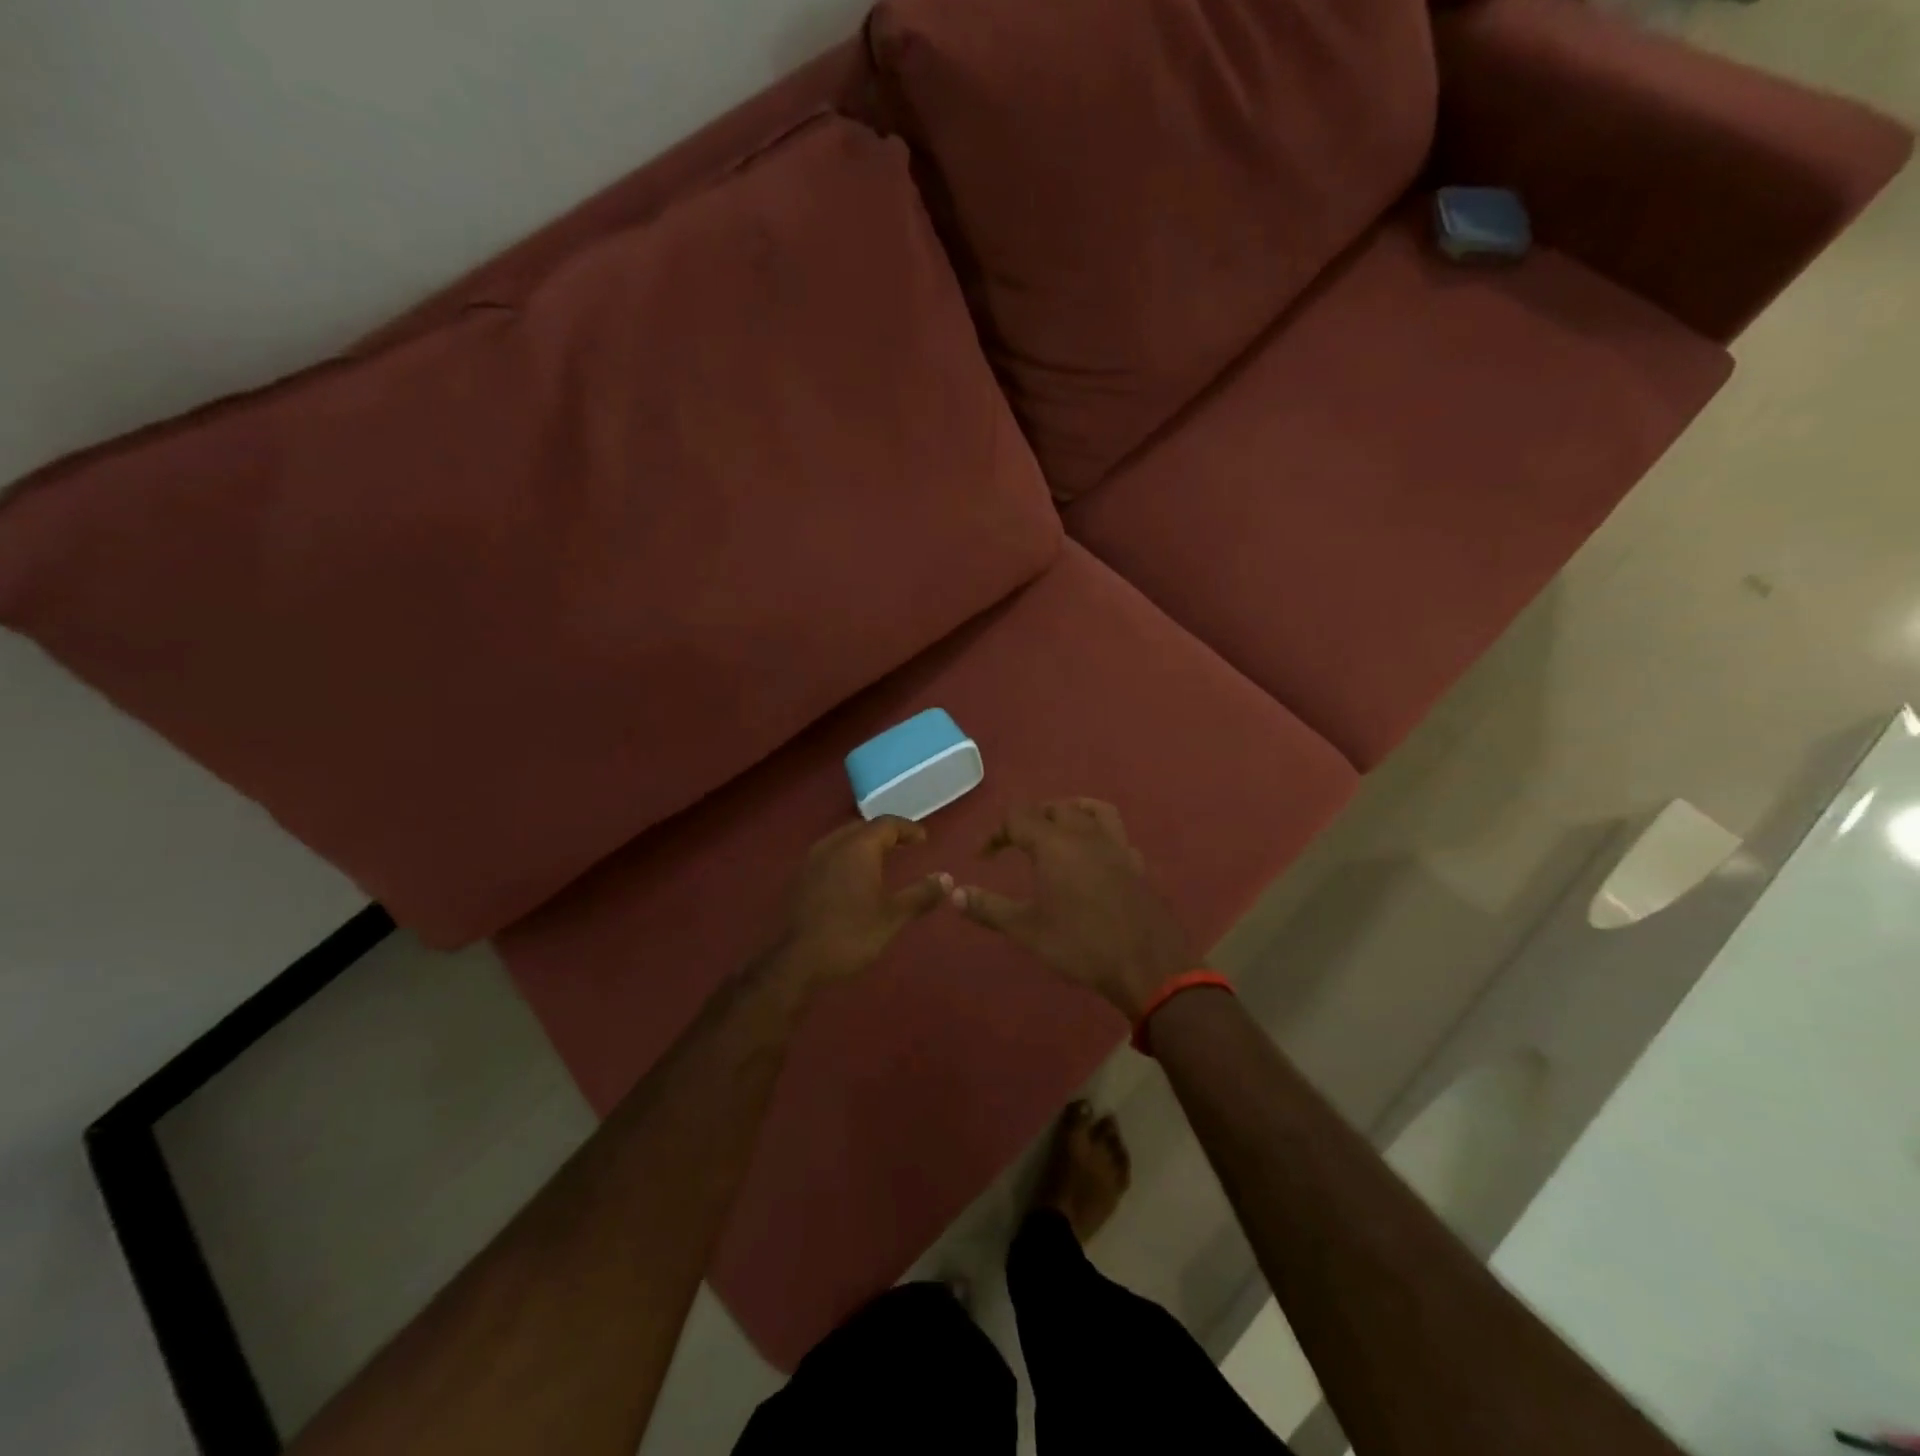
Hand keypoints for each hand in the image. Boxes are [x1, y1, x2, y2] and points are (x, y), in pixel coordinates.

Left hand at [768, 817, 950, 987]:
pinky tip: (853, 877)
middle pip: (863, 827)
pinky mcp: (800, 876)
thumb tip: (947, 879)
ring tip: (881, 859)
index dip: (908, 829)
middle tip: (904, 846)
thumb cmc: (851, 934)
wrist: (798, 961)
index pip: (887, 824)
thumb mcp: (893, 916)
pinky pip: (829, 854)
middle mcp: (833, 844)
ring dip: (864, 844)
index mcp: (858, 847)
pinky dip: (847, 856)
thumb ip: (921, 894)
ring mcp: (813, 859)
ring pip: (843, 839)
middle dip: (885, 833)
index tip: (923, 840)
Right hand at [953, 799, 1192, 1020]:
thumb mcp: (1027, 930)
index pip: (1018, 817)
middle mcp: (1085, 834)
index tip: (984, 857)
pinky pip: (1115, 833)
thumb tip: (953, 894)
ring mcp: (1116, 846)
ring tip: (1055, 830)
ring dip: (1067, 813)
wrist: (1147, 965)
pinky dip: (1097, 833)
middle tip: (1015, 844)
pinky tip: (1093, 855)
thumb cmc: (1081, 945)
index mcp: (1055, 844)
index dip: (996, 833)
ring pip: (1090, 810)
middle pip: (1053, 809)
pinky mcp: (1136, 862)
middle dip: (1029, 821)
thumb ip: (988, 908)